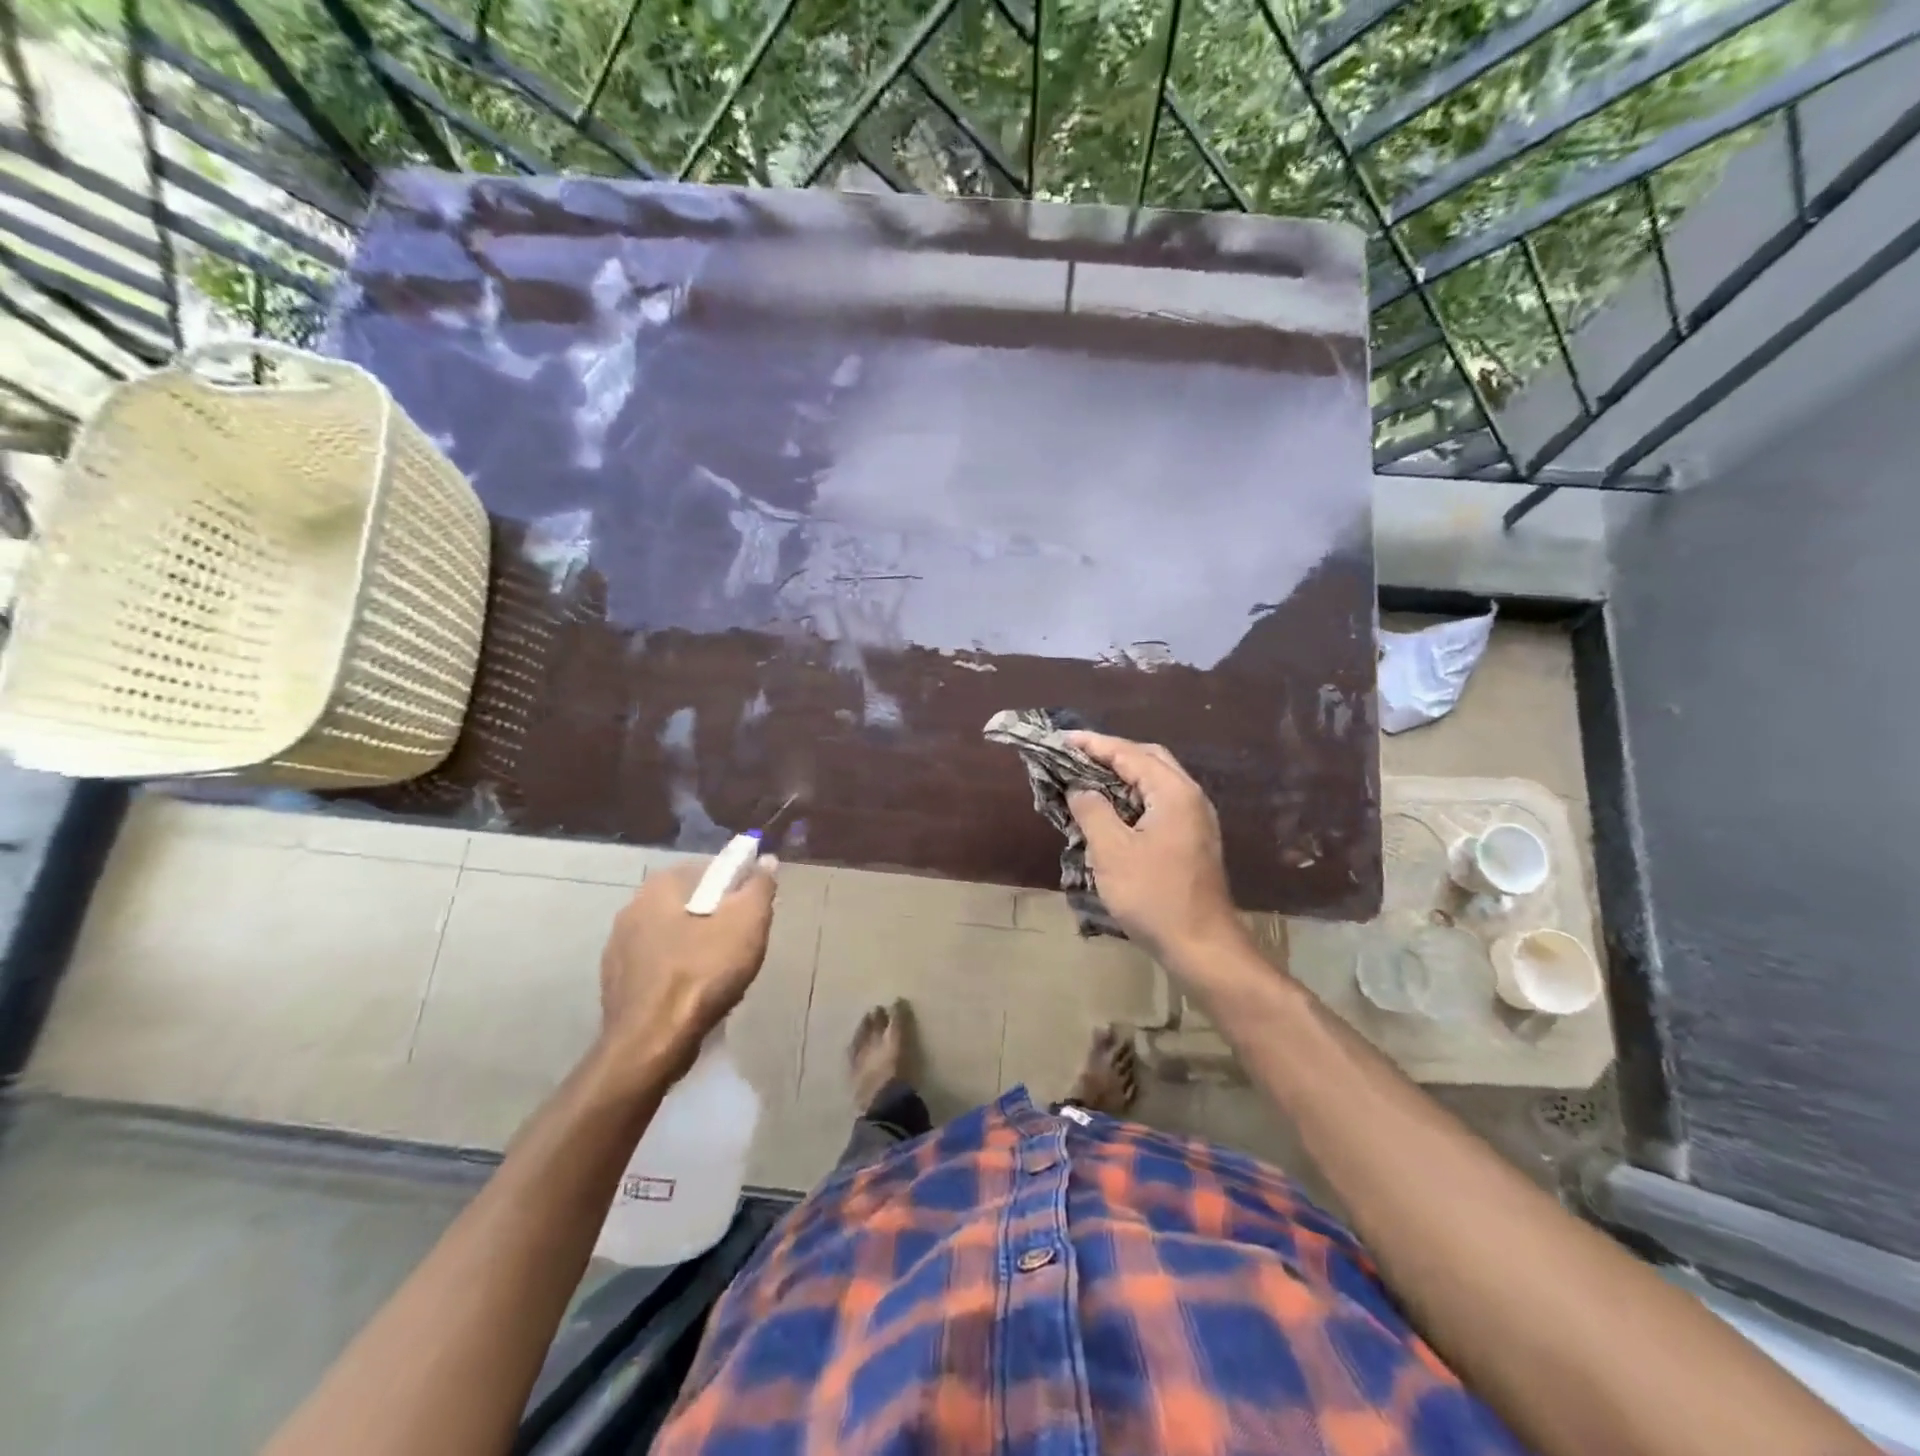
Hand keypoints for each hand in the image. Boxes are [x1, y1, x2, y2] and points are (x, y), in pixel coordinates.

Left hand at [598, 859, 776, 1073]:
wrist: (650, 1044)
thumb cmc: (702, 973)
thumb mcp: (747, 922)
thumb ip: (759, 886)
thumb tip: (766, 861)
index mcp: (660, 886)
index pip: (708, 869)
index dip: (736, 885)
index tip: (753, 910)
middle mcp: (631, 908)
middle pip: (689, 902)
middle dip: (716, 917)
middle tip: (741, 941)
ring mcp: (618, 948)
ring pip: (672, 935)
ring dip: (695, 945)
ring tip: (720, 972)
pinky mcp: (615, 983)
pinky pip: (657, 966)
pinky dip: (677, 972)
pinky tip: (694, 993)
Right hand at [1065, 732, 1242, 963]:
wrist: (1201, 946)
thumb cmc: (1153, 895)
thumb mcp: (1111, 851)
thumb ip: (1092, 810)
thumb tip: (1079, 788)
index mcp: (1173, 792)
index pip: (1129, 753)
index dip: (1093, 744)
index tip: (1061, 739)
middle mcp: (1190, 797)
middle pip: (1148, 759)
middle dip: (1111, 753)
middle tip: (1075, 756)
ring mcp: (1195, 819)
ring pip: (1155, 781)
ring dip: (1122, 775)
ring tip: (1087, 778)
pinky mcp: (1192, 839)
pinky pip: (1159, 802)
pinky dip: (1133, 796)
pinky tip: (1111, 810)